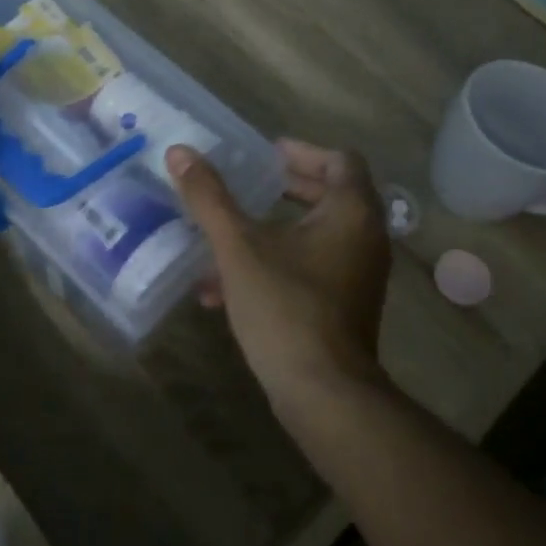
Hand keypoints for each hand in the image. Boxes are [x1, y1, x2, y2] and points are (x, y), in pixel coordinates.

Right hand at [166, 139, 391, 419]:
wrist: (323, 394)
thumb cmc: (285, 306)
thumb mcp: (239, 246)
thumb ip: (209, 197)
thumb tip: (179, 152)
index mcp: (352, 211)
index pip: (341, 159)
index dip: (303, 151)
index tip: (267, 155)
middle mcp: (366, 237)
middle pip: (331, 194)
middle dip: (287, 187)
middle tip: (249, 183)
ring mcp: (361, 274)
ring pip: (318, 234)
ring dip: (277, 227)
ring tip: (230, 231)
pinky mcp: (348, 306)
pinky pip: (315, 267)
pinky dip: (280, 262)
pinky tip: (228, 286)